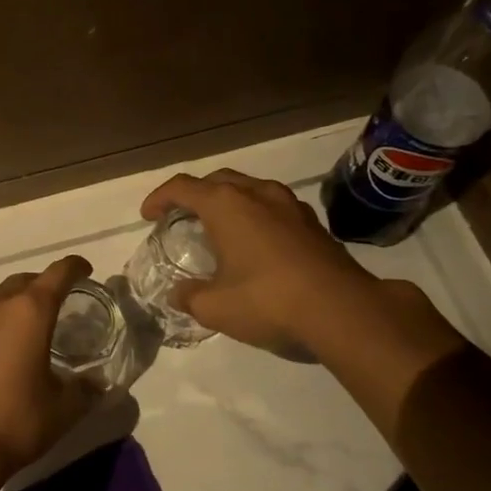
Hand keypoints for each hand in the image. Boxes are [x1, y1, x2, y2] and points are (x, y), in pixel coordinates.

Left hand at [0, 256, 98, 487]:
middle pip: (22, 282)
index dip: (75, 268)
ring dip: (10, 309)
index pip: (58, 274)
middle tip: (55, 306)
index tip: (85, 270)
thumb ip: (84, 390)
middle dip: (41, 287)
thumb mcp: (63, 410)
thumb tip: (95, 383)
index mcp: (29, 313)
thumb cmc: (16, 424)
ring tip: (20, 334)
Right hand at [140, 170, 375, 353]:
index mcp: (226, 205)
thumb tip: (180, 294)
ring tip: (220, 228)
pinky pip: (273, 208)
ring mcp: (290, 205)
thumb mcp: (214, 307)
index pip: (182, 187)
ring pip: (250, 189)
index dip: (159, 198)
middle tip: (183, 217)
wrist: (342, 310)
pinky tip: (257, 245)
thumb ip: (190, 296)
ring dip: (230, 202)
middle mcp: (257, 193)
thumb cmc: (267, 301)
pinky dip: (256, 216)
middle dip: (196, 194)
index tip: (148, 216)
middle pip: (217, 180)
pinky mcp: (313, 223)